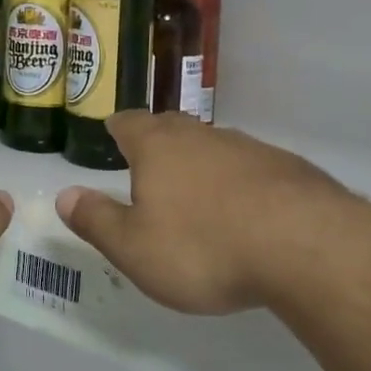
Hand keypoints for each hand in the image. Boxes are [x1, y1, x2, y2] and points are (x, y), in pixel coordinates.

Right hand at [56, 112, 348, 314]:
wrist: (306, 247)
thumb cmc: (203, 247)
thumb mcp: (133, 247)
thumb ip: (96, 220)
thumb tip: (64, 196)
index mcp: (157, 147)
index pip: (128, 123)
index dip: (117, 129)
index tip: (113, 135)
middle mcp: (201, 136)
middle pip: (172, 128)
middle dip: (158, 144)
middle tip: (149, 167)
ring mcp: (249, 148)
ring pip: (213, 148)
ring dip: (201, 166)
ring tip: (197, 197)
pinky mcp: (288, 168)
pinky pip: (251, 169)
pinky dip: (240, 185)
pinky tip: (246, 215)